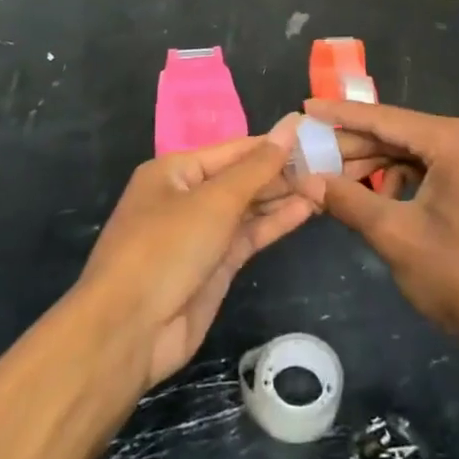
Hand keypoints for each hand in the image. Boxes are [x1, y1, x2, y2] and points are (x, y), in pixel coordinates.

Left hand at [79, 117, 317, 388]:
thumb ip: (257, 166)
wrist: (128, 331)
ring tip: (326, 184)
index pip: (234, 149)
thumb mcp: (214, 200)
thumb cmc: (166, 248)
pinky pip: (249, 236)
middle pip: (242, 177)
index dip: (273, 143)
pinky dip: (275, 223)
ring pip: (249, 208)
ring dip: (284, 197)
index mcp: (175, 170)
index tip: (314, 135)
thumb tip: (290, 127)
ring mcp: (201, 234)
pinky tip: (307, 209)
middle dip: (282, 172)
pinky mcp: (214, 267)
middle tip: (330, 163)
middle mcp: (187, 197)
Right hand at [293, 101, 458, 362]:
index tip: (304, 107)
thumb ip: (348, 200)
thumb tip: (306, 179)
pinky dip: (399, 181)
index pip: (384, 119)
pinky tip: (373, 201)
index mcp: (452, 140)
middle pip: (397, 134)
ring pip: (411, 152)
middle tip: (308, 154)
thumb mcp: (395, 236)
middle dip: (354, 147)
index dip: (340, 115)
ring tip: (332, 182)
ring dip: (374, 166)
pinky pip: (428, 169)